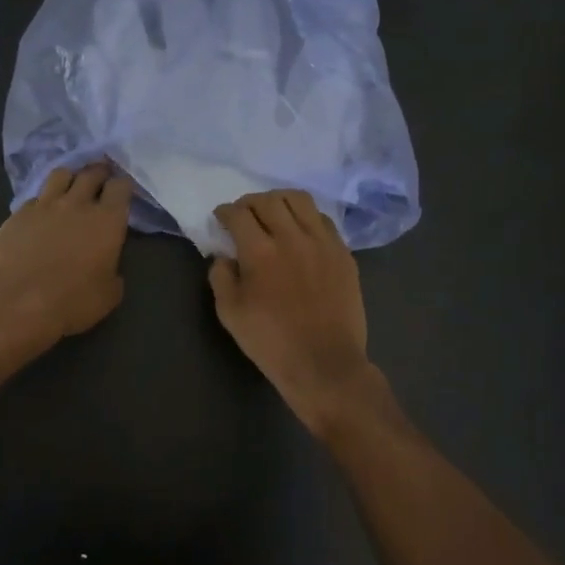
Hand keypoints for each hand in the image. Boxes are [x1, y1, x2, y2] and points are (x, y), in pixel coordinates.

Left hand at [0, 163, 132, 358]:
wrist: (17, 301)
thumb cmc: (71, 301)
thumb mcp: (108, 294)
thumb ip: (112, 272)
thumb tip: (107, 266)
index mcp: (107, 220)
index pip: (120, 187)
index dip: (122, 186)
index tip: (123, 191)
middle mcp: (78, 204)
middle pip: (91, 173)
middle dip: (99, 172)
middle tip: (101, 177)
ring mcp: (45, 205)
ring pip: (60, 174)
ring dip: (70, 177)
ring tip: (71, 185)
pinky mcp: (18, 214)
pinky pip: (35, 197)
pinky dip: (43, 200)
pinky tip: (42, 211)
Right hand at [208, 191, 377, 434]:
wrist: (324, 364)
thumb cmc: (271, 342)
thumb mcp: (230, 313)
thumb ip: (221, 277)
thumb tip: (224, 256)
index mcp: (260, 252)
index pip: (238, 214)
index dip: (225, 211)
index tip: (221, 218)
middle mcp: (292, 237)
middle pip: (268, 200)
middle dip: (249, 202)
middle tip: (244, 215)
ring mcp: (322, 242)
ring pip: (299, 200)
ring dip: (280, 201)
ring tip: (273, 213)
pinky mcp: (343, 253)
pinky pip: (323, 220)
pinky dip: (306, 217)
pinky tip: (300, 231)